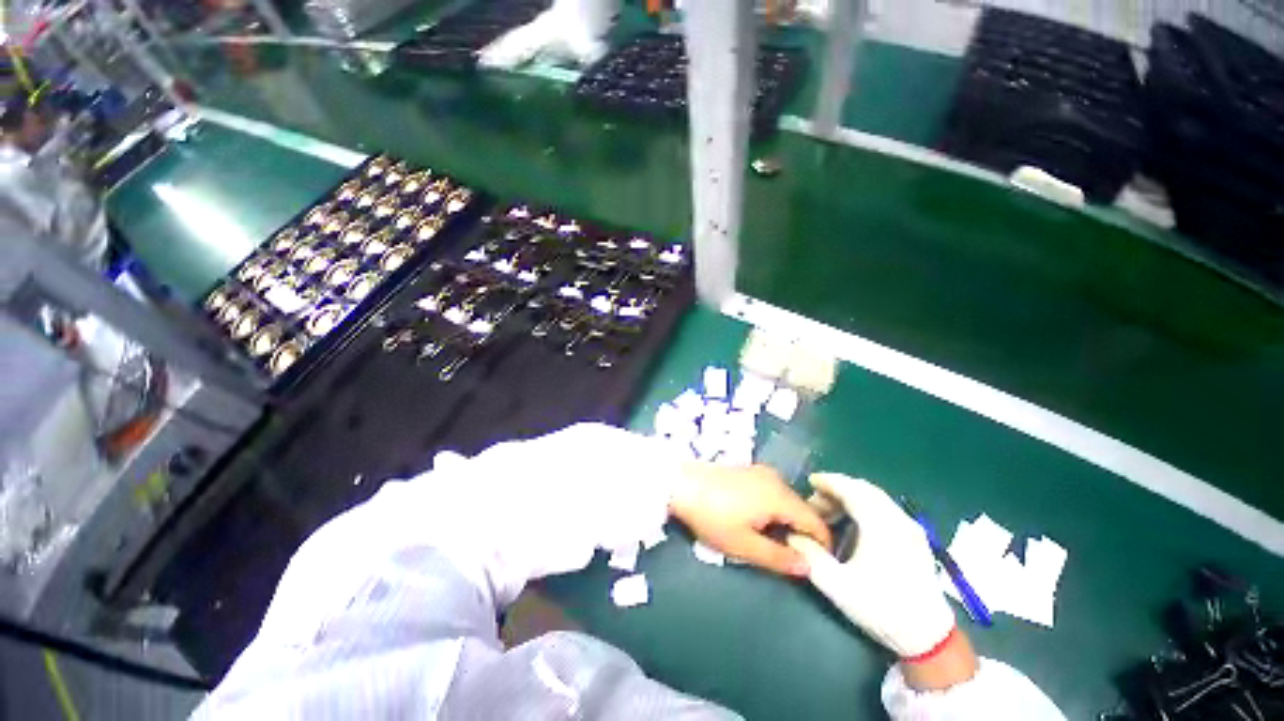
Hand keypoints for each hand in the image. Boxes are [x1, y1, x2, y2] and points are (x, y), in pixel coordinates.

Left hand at [670, 463, 831, 576]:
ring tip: (771, 540)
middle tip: (790, 556)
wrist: (681, 483)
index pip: (816, 522)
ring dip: (786, 520)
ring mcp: (761, 471)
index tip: (817, 564)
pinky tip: (757, 519)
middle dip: (802, 533)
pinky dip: (774, 507)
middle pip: (802, 509)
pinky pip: (772, 491)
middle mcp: (776, 479)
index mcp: (781, 497)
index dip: (821, 545)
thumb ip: (778, 558)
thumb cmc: (713, 516)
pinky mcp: (747, 470)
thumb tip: (807, 568)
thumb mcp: (744, 545)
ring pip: (786, 499)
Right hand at [786, 474, 957, 659]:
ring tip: (832, 511)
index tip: (810, 481)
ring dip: (852, 497)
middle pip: (864, 490)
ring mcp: (910, 528)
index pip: (851, 489)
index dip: (829, 482)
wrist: (929, 636)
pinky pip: (886, 509)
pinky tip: (856, 523)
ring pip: (877, 498)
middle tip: (816, 500)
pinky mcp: (916, 538)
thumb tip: (792, 535)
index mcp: (880, 525)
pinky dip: (866, 506)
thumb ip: (810, 556)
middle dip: (838, 489)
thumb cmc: (880, 607)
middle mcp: (897, 519)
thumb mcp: (837, 585)